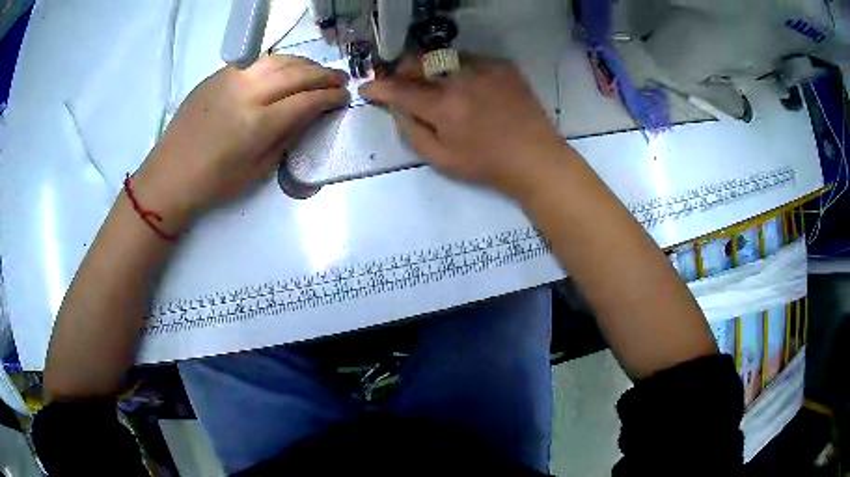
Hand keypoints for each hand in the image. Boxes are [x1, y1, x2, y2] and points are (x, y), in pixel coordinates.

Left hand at [133, 55, 349, 231]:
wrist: (170, 175)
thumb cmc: (214, 183)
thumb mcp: (258, 170)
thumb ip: (287, 137)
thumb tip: (310, 115)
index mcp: (259, 124)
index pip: (307, 100)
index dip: (330, 97)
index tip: (344, 97)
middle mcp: (248, 92)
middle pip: (297, 74)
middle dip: (323, 75)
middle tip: (339, 80)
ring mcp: (231, 78)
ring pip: (279, 60)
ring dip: (304, 63)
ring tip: (316, 71)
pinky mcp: (219, 74)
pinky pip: (257, 61)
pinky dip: (279, 62)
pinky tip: (285, 70)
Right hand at [360, 57, 567, 196]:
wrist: (535, 157)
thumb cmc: (485, 164)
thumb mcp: (441, 159)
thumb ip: (411, 131)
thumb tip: (395, 108)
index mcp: (443, 106)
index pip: (399, 89)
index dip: (378, 89)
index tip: (367, 90)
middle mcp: (461, 78)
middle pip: (418, 61)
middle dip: (402, 70)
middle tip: (400, 83)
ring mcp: (484, 68)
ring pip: (443, 56)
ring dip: (430, 67)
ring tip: (434, 83)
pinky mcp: (502, 65)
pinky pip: (469, 58)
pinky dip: (458, 68)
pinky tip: (466, 84)